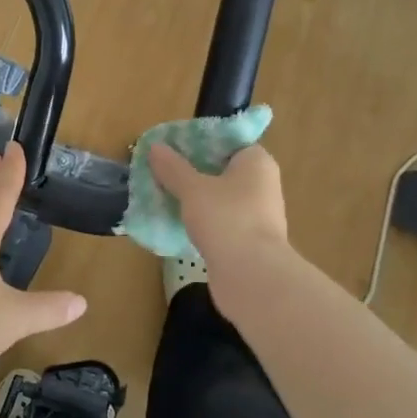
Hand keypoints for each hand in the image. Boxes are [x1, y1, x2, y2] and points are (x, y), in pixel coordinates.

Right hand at [146, 142, 290, 274]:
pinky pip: (220, 221)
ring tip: (163, 195)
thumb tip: (155, 147)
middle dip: (192, 171)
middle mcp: (262, 184)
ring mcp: (257, 214)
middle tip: (161, 171)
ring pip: (219, 197)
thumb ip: (173, 168)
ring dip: (195, 198)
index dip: (199, 142)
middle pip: (221, 169)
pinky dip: (201, 220)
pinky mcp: (248, 240)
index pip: (227, 142)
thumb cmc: (226, 219)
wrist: (251, 275)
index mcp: (256, 162)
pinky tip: (177, 222)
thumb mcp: (193, 189)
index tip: (171, 147)